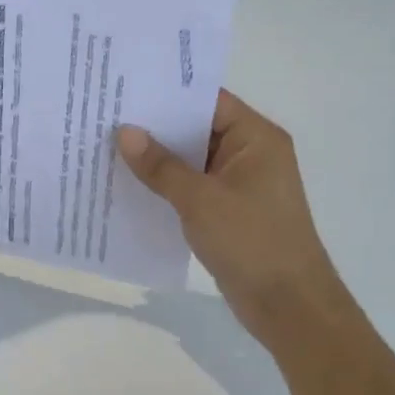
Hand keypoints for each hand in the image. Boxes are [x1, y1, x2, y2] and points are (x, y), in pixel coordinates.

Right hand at [116, 91, 353, 354]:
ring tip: (106, 144)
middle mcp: (249, 153)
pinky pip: (189, 185)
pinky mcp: (227, 209)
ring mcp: (238, 183)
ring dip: (155, 156)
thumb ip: (160, 165)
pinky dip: (163, 183)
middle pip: (195, 127)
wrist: (290, 308)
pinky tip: (127, 182)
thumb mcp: (200, 200)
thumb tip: (124, 132)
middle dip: (153, 125)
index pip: (206, 100)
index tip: (124, 87)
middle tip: (105, 114)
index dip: (166, 92)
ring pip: (189, 158)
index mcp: (255, 138)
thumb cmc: (252, 242)